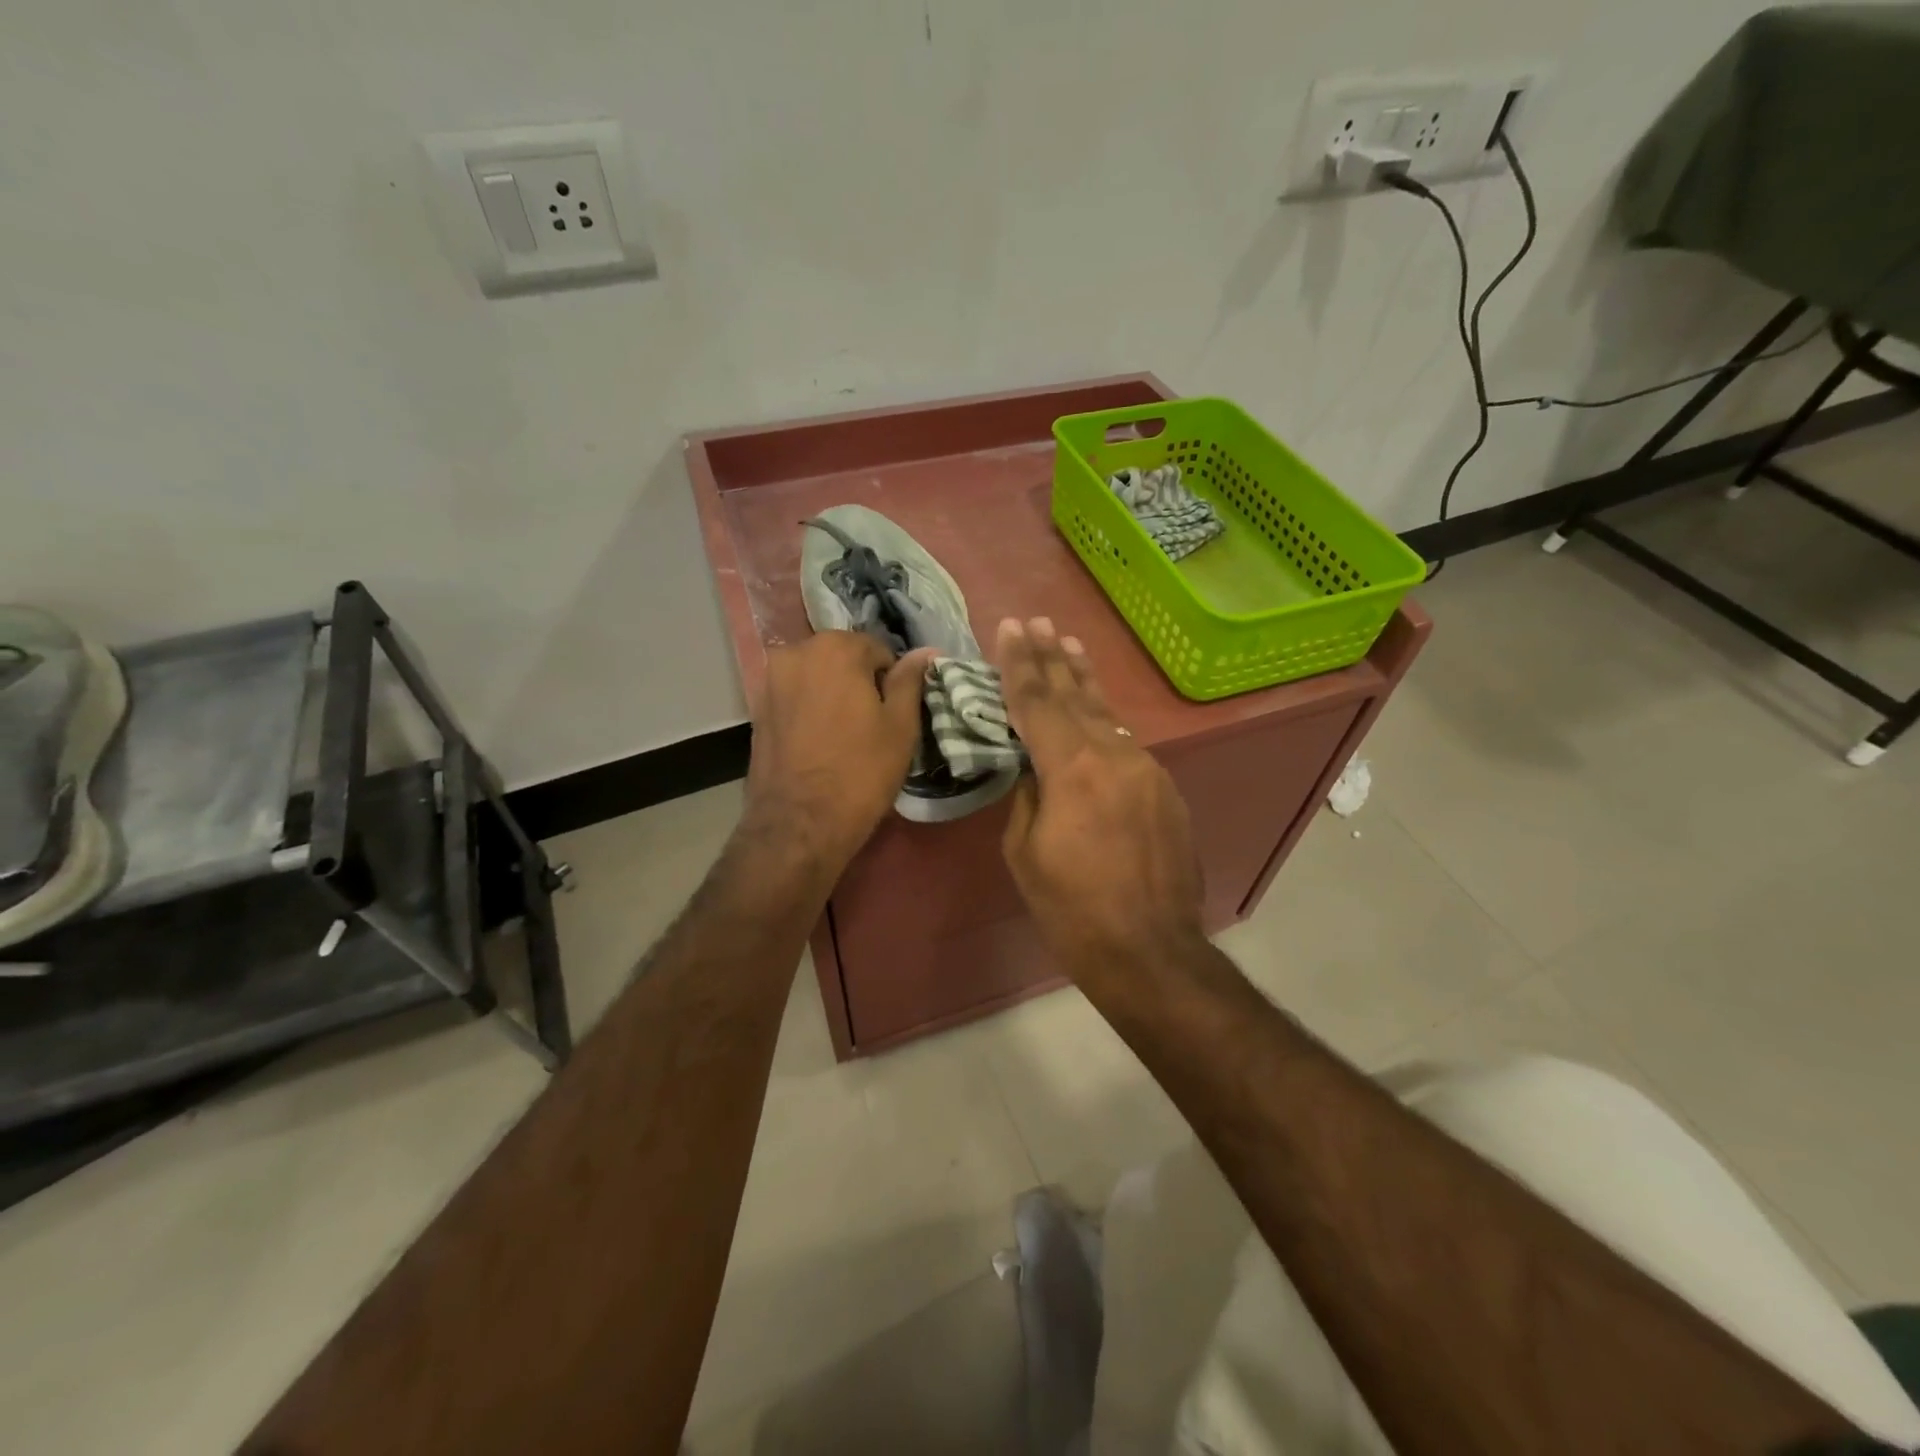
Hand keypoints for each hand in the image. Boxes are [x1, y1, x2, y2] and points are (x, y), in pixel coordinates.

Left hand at [744, 632, 936, 873]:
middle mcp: (796, 652)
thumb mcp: (900, 726)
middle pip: (842, 659)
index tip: (893, 714)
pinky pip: (795, 698)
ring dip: (832, 696)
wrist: (799, 824)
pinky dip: (810, 711)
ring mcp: (769, 680)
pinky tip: (819, 743)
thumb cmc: (860, 771)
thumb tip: (925, 651)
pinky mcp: (755, 709)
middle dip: (858, 683)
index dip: (891, 682)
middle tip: (871, 725)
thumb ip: (910, 681)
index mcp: (835, 647)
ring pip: (816, 678)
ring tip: (844, 736)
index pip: (878, 650)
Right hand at [995, 618, 1205, 973]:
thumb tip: (1038, 770)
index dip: (1020, 663)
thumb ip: (1029, 796)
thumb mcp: (1025, 853)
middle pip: (1077, 696)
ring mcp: (1148, 770)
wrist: (1151, 951)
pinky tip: (1098, 713)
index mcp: (1073, 768)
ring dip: (1085, 681)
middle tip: (1039, 622)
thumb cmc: (1073, 910)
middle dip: (1054, 657)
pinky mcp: (1167, 790)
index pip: (1037, 702)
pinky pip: (1128, 744)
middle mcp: (1115, 755)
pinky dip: (1107, 722)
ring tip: (1071, 645)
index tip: (1011, 627)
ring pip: (1109, 715)